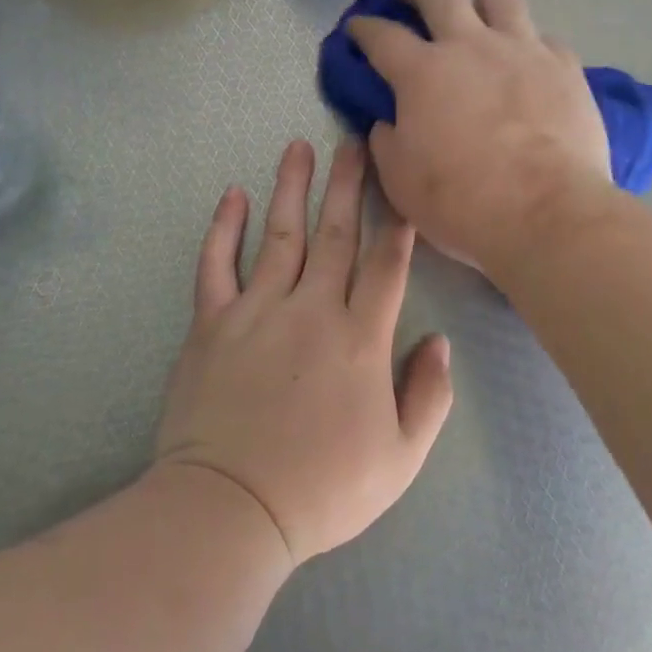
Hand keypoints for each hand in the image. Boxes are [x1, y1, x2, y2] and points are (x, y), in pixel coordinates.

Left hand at [155, 139, 454, 565]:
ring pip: (280, 234)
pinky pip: (216, 265)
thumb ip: (428, 395)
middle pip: (337, 233)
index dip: (398, 223)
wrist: (230, 511)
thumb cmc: (323, 490)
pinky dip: (224, 228)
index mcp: (360, 339)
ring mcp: (257, 311)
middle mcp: (312, 310)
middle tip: (353, 140)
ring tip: (298, 146)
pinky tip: (233, 195)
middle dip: (349, 183)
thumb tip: (440, 341)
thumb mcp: (401, 458)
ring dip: (292, 187)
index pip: (387, 265)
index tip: (402, 185)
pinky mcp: (212, 324)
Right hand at [347, 0, 611, 270]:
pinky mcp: (565, 66)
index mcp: (422, 72)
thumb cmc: (462, 201)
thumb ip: (386, 142)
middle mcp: (470, 45)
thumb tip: (387, 122)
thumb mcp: (400, 181)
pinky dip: (528, 45)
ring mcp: (522, 50)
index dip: (363, 28)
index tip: (356, 29)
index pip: (381, 35)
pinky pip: (543, 38)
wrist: (547, 213)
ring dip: (480, 1)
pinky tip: (526, 66)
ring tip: (477, 19)